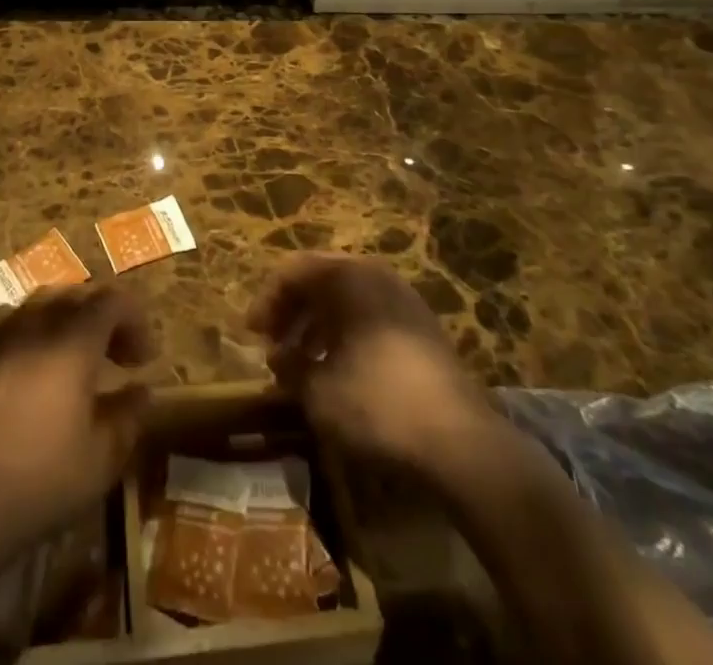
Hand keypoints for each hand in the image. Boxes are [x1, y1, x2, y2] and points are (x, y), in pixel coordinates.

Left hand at [0, 285, 152, 571]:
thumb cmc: (40, 483)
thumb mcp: (101, 459)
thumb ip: (128, 417)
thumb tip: (141, 390)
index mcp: (72, 343)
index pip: (112, 301)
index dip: (135, 320)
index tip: (144, 357)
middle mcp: (34, 326)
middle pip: (75, 295)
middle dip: (102, 317)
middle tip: (115, 355)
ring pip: (39, 305)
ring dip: (65, 321)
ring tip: (74, 357)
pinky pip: (8, 325)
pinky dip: (30, 334)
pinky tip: (31, 368)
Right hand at [248, 255, 514, 487]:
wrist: (460, 442)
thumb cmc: (378, 404)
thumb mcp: (319, 392)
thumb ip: (291, 368)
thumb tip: (279, 358)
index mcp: (348, 276)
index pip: (294, 271)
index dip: (267, 301)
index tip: (251, 334)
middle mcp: (376, 275)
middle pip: (321, 279)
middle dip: (292, 311)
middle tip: (272, 344)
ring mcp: (404, 299)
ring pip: (347, 298)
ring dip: (317, 324)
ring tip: (301, 363)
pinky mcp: (422, 327)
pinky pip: (370, 315)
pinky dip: (346, 334)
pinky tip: (338, 370)